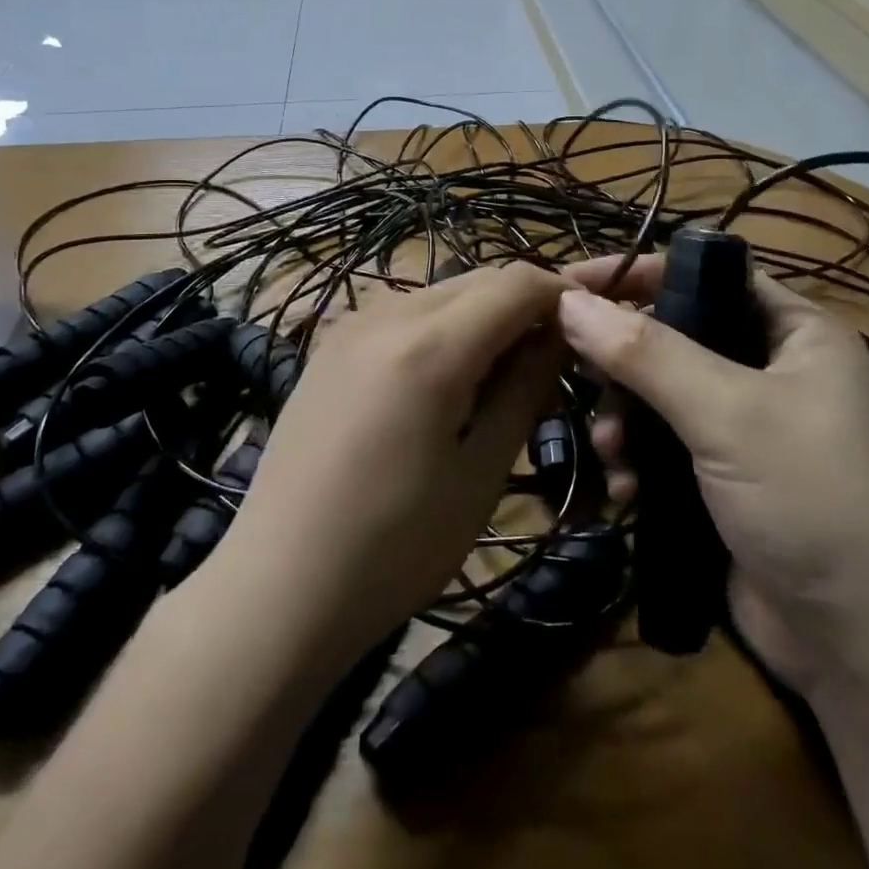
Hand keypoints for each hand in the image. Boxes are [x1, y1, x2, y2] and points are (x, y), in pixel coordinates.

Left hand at [207, 263, 568, 670]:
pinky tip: (444, 381)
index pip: (517, 283)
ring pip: (440, 295)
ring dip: (483, 318)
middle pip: (479, 281)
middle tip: (552, 363)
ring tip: (501, 377)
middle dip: (525, 307)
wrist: (278, 587)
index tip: (591, 329)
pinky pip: (403, 315)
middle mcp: (387, 315)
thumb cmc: (394, 547)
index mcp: (430, 346)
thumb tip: (557, 336)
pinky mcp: (328, 347)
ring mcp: (350, 326)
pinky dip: (441, 330)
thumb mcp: (480, 473)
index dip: (563, 295)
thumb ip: (523, 390)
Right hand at [559, 256, 868, 689]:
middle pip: (676, 336)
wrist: (865, 649)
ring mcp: (749, 427)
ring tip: (609, 451)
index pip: (708, 274)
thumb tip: (570, 301)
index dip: (640, 274)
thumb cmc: (811, 502)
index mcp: (796, 332)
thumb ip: (648, 354)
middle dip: (624, 360)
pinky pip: (666, 445)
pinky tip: (625, 489)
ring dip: (625, 418)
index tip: (571, 283)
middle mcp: (774, 369)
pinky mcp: (727, 477)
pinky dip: (639, 459)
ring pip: (663, 394)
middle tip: (579, 376)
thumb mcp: (729, 415)